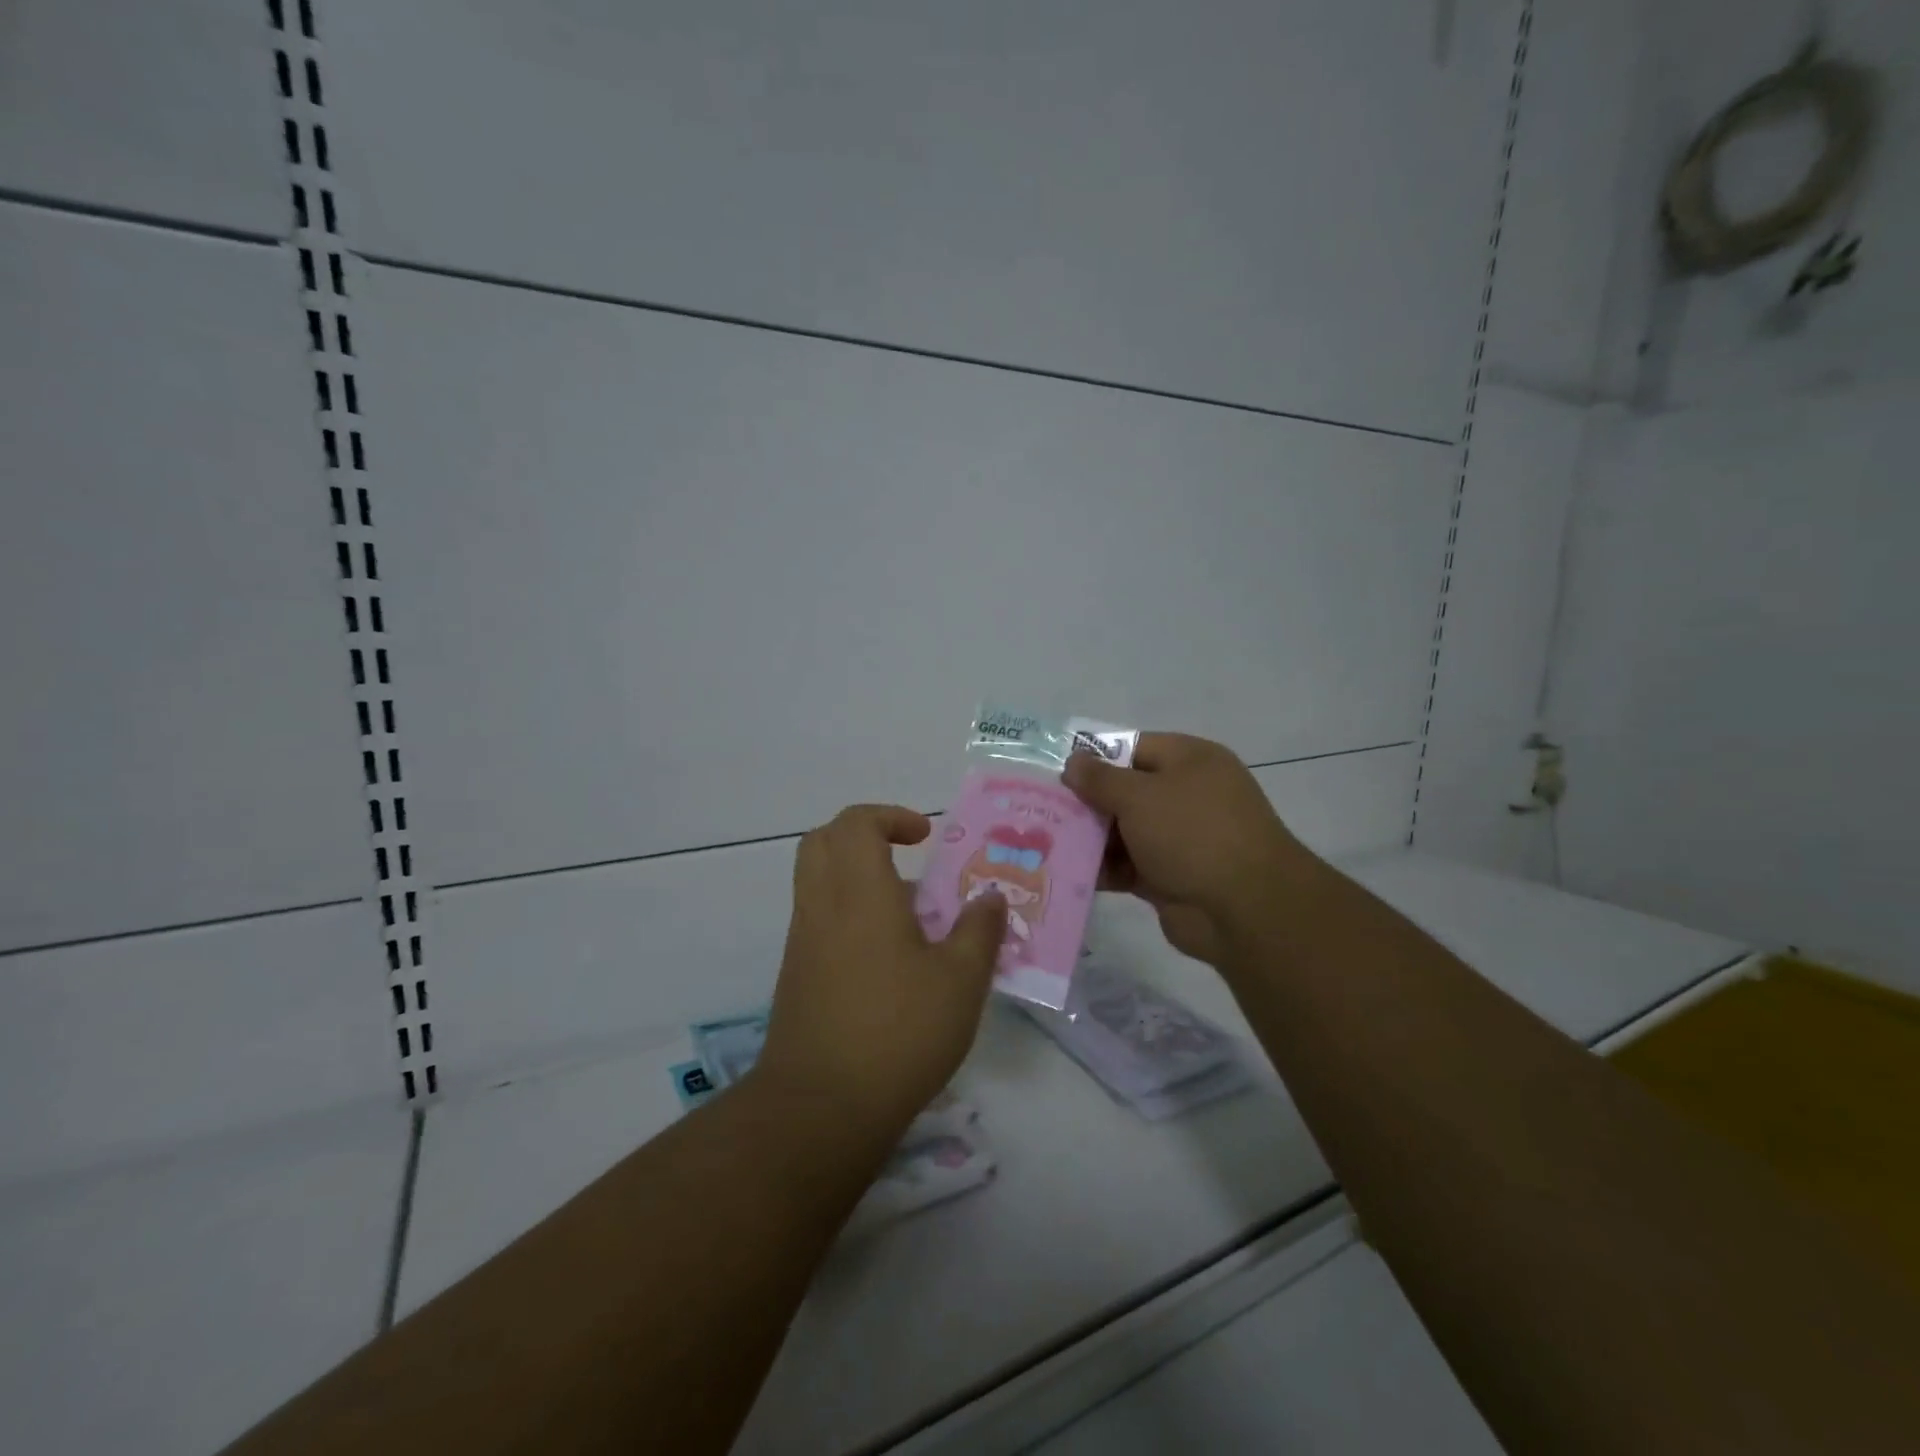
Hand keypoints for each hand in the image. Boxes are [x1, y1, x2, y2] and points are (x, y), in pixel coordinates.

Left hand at [753, 805, 1006, 1144]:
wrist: (821, 1108)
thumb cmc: (899, 1032)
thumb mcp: (960, 981)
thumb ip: (979, 931)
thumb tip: (990, 897)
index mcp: (859, 893)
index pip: (856, 823)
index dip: (890, 817)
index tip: (926, 838)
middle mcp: (822, 906)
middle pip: (823, 841)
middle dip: (863, 835)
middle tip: (905, 856)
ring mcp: (803, 942)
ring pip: (817, 881)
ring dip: (858, 877)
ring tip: (909, 913)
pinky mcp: (796, 976)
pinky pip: (818, 919)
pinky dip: (848, 913)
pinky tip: (889, 958)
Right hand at [1063, 733, 1317, 968]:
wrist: (1245, 909)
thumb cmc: (1193, 833)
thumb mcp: (1140, 795)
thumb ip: (1100, 779)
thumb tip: (1073, 762)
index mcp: (1189, 761)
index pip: (1132, 748)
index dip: (1093, 759)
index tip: (1054, 773)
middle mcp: (1186, 795)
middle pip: (1124, 791)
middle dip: (1085, 802)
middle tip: (1040, 809)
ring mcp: (1178, 839)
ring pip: (1122, 832)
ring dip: (1088, 838)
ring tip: (1042, 842)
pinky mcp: (1169, 877)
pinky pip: (1126, 866)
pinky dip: (1101, 869)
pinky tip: (1063, 872)